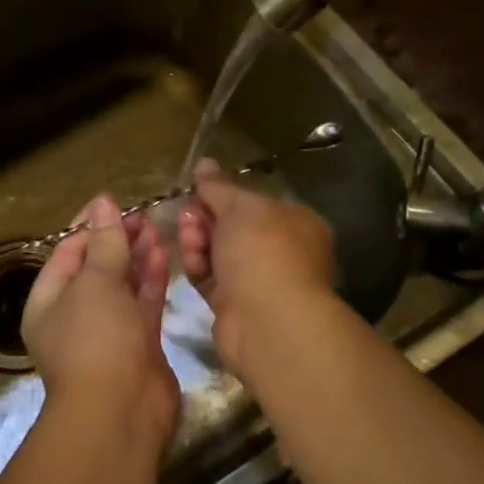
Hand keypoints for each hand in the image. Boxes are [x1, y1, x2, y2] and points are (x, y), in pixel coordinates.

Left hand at [22, 194, 178, 448]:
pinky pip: (142, 302)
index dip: (91, 226)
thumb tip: (102, 202)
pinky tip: (164, 252)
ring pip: (122, 284)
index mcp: (48, 301)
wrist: (121, 413)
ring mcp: (108, 331)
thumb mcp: (96, 282)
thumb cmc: (96, 339)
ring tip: (156, 227)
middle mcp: (74, 315)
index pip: (67, 252)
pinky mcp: (138, 343)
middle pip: (96, 267)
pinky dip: (151, 278)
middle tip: (144, 215)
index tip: (116, 203)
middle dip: (117, 239)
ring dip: (136, 255)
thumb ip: (104, 242)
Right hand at [176, 160, 337, 374]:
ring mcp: (258, 280)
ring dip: (198, 240)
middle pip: (233, 226)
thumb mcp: (239, 206)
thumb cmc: (262, 250)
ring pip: (218, 251)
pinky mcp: (235, 305)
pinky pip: (211, 277)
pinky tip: (189, 260)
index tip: (198, 190)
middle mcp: (280, 250)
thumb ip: (218, 186)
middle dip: (205, 217)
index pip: (254, 202)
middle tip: (187, 215)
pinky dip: (198, 266)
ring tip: (188, 237)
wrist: (268, 321)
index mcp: (295, 222)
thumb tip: (204, 163)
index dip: (223, 194)